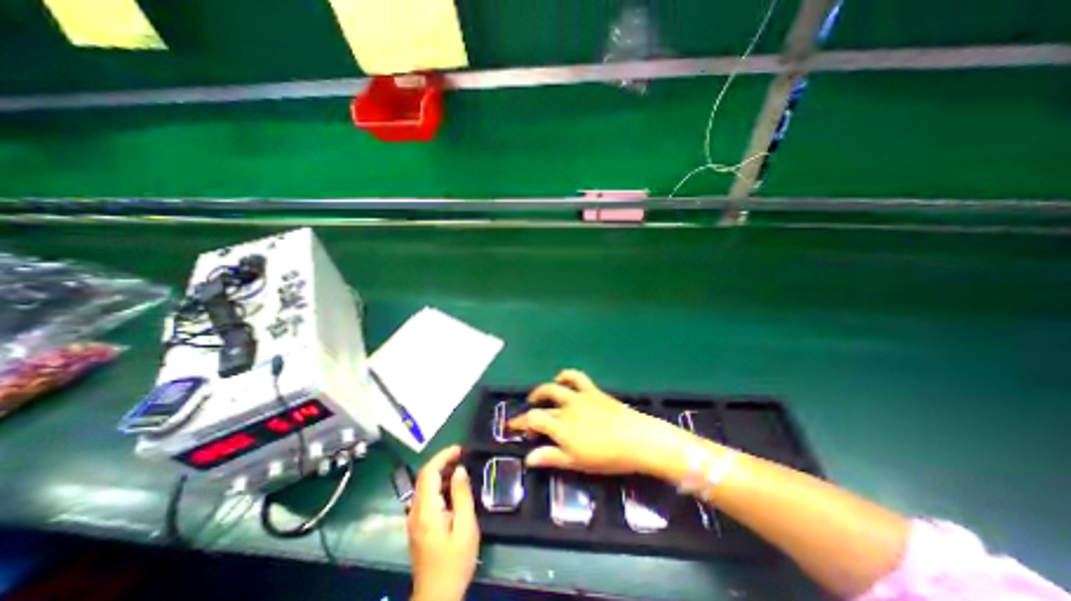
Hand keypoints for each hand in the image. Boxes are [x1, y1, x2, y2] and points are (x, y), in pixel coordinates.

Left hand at [410, 446, 478, 599]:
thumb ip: (462, 495)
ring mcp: (413, 519)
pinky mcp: (417, 525)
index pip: (428, 473)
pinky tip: (452, 488)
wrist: (437, 596)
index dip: (443, 456)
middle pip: (424, 477)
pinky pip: (425, 496)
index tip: (460, 449)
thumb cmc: (455, 561)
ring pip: (424, 486)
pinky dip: (438, 485)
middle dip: (442, 461)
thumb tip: (459, 470)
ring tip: (460, 468)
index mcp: (426, 510)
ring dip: (440, 472)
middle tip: (462, 455)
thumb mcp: (465, 527)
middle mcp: (415, 511)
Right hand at [505, 368, 684, 475]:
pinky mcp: (592, 390)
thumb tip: (528, 458)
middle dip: (530, 410)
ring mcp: (579, 397)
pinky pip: (576, 377)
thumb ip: (551, 457)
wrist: (636, 439)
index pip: (533, 420)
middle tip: (527, 419)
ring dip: (542, 391)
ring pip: (554, 387)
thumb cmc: (606, 457)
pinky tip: (561, 379)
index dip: (520, 422)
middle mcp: (566, 408)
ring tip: (537, 396)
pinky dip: (565, 376)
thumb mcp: (576, 462)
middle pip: (541, 405)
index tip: (512, 427)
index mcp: (561, 427)